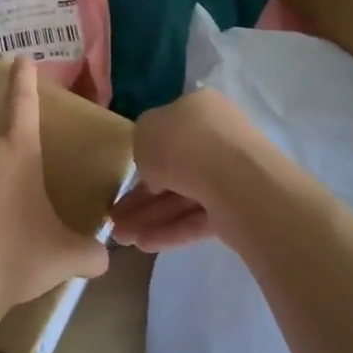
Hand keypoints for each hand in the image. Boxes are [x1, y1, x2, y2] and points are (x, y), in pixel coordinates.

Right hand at [111, 88, 273, 253]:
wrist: (233, 178)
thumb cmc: (182, 144)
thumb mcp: (144, 132)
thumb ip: (143, 146)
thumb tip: (154, 168)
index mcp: (199, 108)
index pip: (168, 129)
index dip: (144, 154)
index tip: (125, 177)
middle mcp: (217, 136)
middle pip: (174, 168)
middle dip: (142, 196)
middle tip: (115, 218)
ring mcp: (230, 174)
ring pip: (183, 196)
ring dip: (150, 217)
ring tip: (121, 239)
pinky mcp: (237, 208)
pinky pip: (197, 218)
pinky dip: (171, 230)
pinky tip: (143, 245)